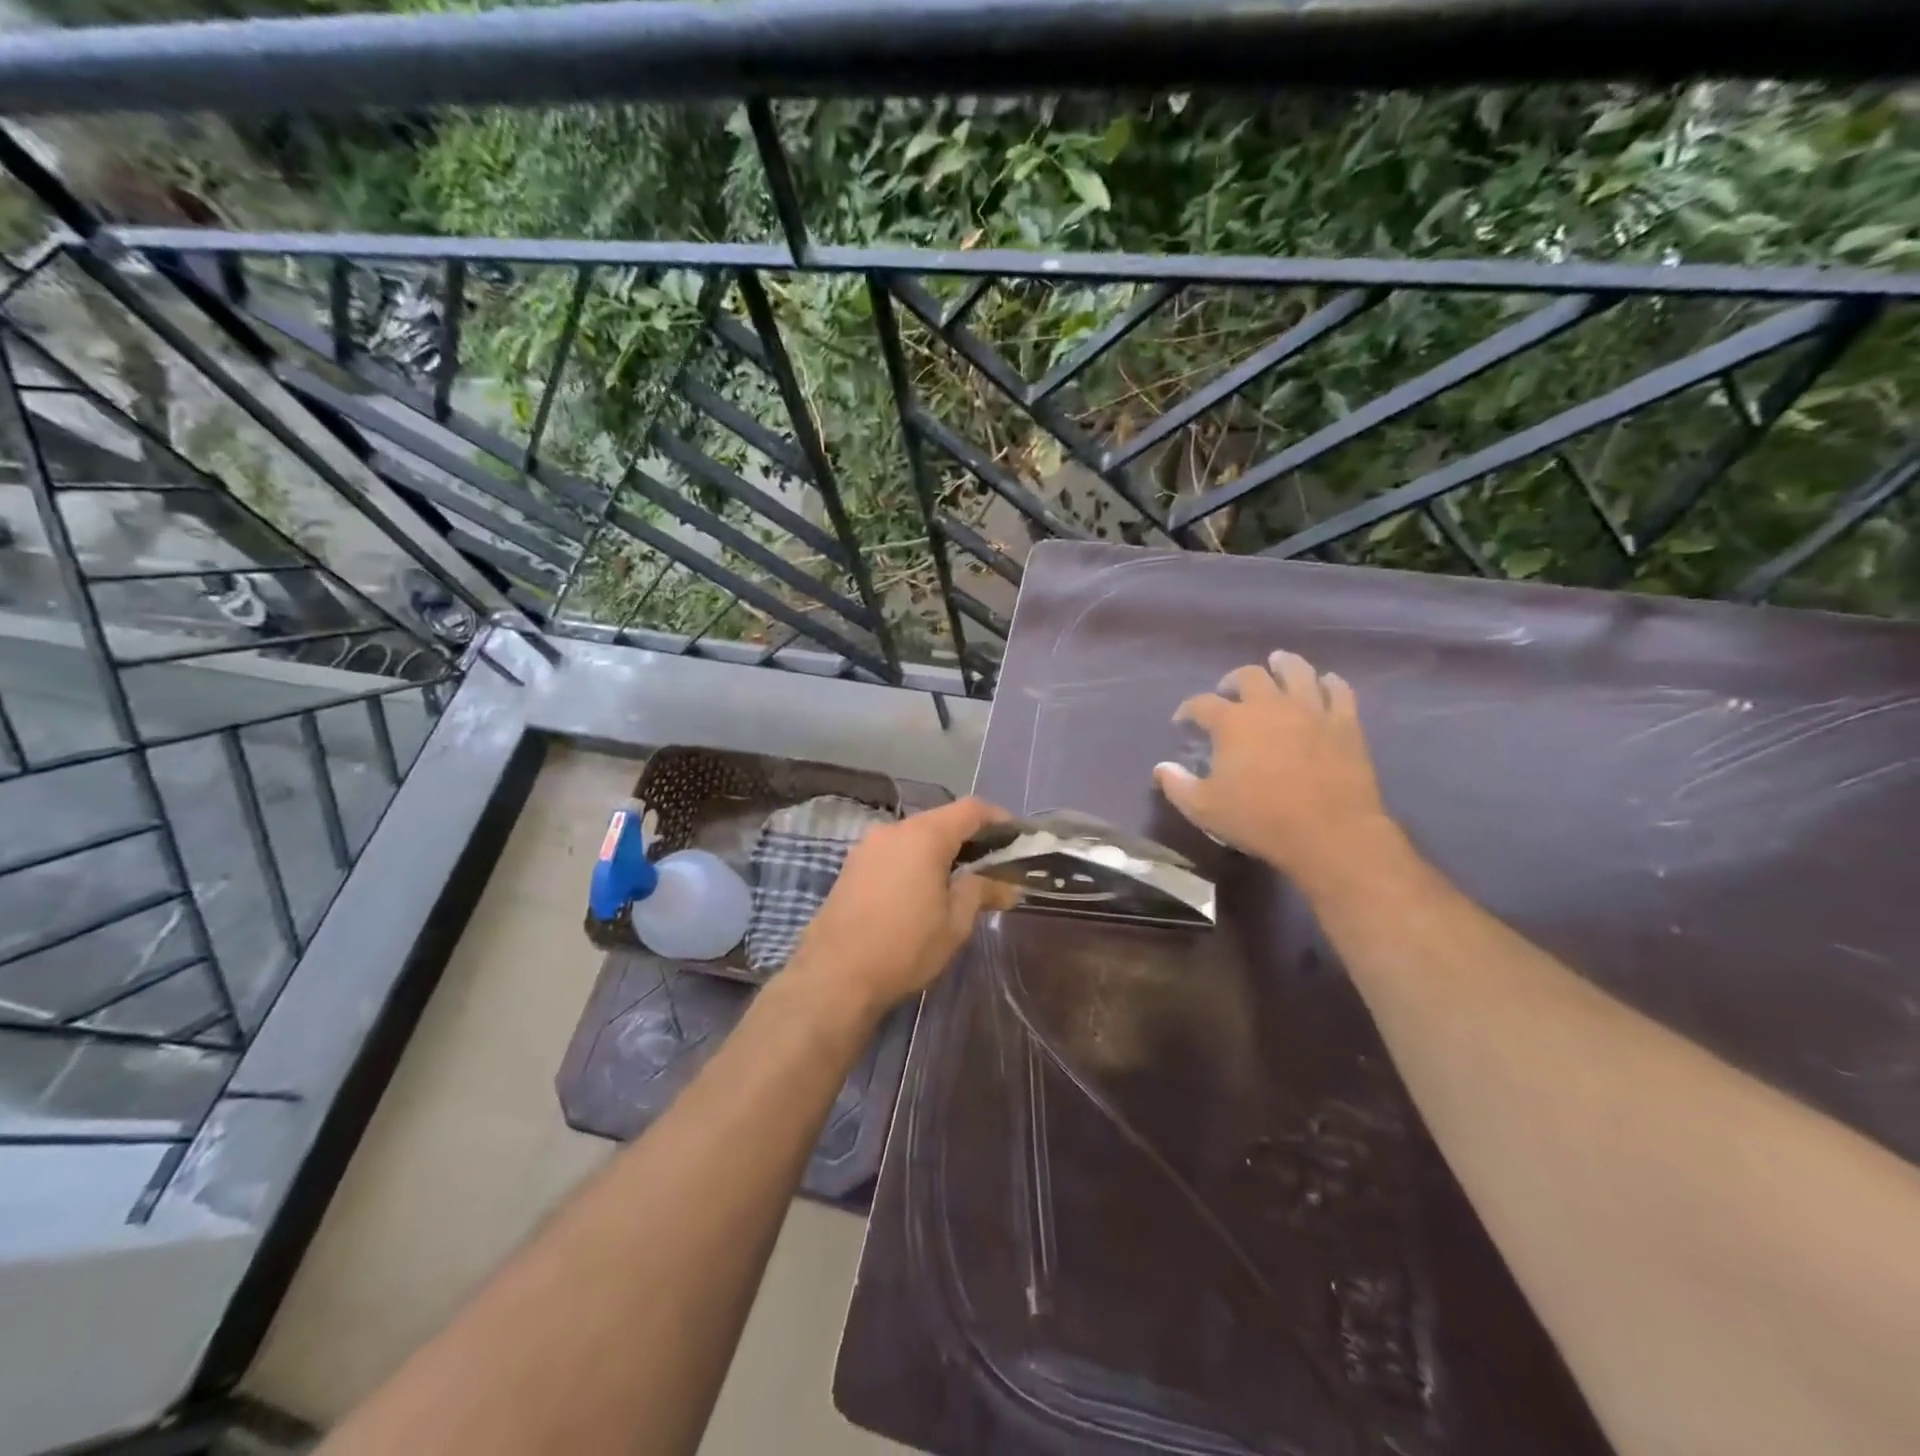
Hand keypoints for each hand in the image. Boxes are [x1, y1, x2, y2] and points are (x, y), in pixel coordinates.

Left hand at [787, 796, 1016, 1017]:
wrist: (833, 976)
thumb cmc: (904, 946)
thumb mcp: (955, 922)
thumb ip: (981, 892)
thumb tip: (1006, 885)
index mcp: (924, 835)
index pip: (971, 809)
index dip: (999, 819)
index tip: (1018, 839)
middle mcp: (893, 830)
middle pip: (942, 821)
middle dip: (971, 840)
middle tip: (994, 868)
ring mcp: (867, 847)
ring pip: (915, 838)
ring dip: (941, 853)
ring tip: (960, 884)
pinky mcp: (852, 868)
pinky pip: (894, 854)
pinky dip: (915, 863)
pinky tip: (923, 892)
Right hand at [1154, 651, 1395, 887]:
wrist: (1330, 833)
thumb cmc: (1260, 820)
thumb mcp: (1204, 809)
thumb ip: (1177, 785)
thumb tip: (1162, 768)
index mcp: (1232, 722)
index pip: (1201, 704)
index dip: (1188, 710)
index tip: (1183, 722)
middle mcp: (1270, 705)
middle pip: (1249, 675)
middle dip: (1233, 680)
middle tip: (1229, 692)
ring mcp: (1311, 710)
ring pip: (1296, 670)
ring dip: (1282, 665)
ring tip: (1276, 665)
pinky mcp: (1344, 723)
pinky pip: (1338, 690)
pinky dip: (1328, 683)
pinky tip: (1324, 684)